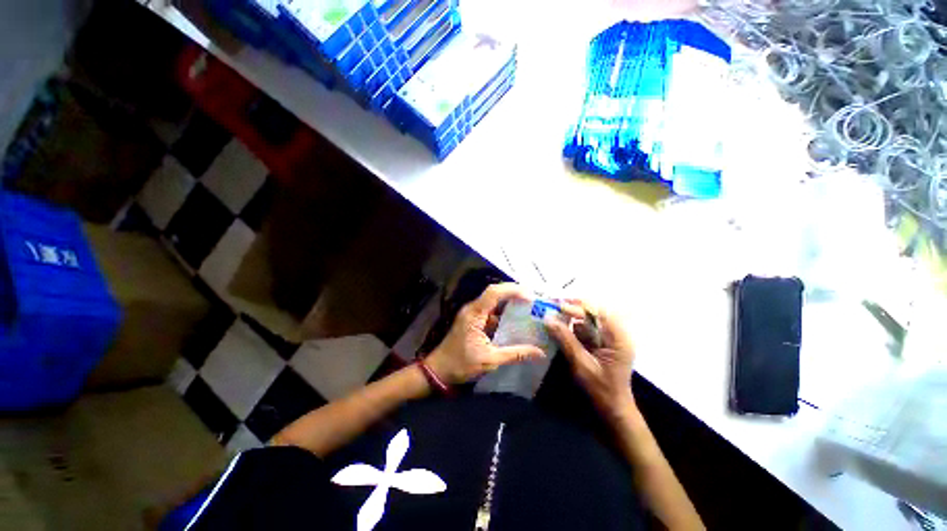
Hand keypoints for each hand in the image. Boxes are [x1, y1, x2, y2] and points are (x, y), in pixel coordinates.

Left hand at [426, 283, 545, 384]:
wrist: (438, 370)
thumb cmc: (461, 364)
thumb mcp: (490, 360)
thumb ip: (515, 354)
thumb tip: (540, 352)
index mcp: (475, 314)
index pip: (494, 292)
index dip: (513, 290)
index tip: (530, 297)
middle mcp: (473, 309)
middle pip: (494, 292)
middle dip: (514, 292)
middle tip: (533, 299)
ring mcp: (472, 314)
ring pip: (493, 300)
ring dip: (509, 301)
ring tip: (528, 306)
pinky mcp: (473, 320)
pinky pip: (490, 311)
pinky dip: (503, 312)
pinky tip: (515, 320)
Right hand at [545, 302, 636, 418]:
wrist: (613, 411)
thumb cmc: (601, 390)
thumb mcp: (581, 364)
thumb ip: (565, 340)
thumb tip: (548, 319)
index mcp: (618, 338)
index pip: (598, 313)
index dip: (578, 307)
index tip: (558, 306)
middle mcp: (615, 335)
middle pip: (594, 313)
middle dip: (574, 309)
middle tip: (554, 306)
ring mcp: (609, 340)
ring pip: (588, 321)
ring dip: (571, 318)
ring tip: (553, 316)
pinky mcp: (601, 346)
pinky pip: (586, 331)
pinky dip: (572, 329)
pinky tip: (559, 328)